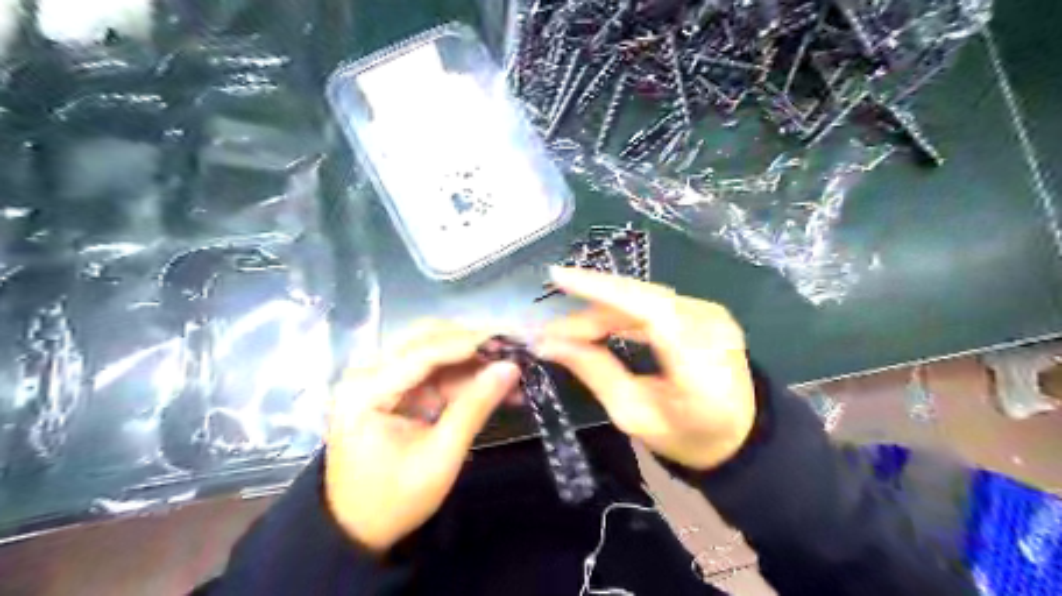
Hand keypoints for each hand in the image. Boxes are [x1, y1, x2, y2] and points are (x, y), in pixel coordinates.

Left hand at [325, 321, 520, 552]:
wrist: (357, 530)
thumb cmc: (394, 500)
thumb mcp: (440, 458)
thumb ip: (474, 407)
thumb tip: (511, 368)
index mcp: (367, 390)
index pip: (424, 351)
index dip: (470, 342)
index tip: (511, 340)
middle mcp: (368, 373)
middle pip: (426, 338)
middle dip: (472, 341)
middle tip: (513, 346)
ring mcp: (380, 378)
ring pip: (433, 349)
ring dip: (472, 356)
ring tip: (511, 364)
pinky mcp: (395, 388)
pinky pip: (435, 370)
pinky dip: (465, 375)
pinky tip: (495, 382)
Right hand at [541, 268, 753, 471]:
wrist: (740, 437)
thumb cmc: (686, 436)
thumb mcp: (634, 415)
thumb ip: (595, 372)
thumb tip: (550, 344)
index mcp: (701, 362)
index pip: (649, 309)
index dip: (602, 289)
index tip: (559, 278)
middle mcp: (711, 326)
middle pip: (642, 299)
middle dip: (590, 307)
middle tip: (551, 329)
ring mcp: (712, 314)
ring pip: (644, 298)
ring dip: (603, 310)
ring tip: (568, 331)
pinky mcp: (705, 311)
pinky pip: (654, 303)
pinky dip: (622, 312)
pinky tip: (598, 325)